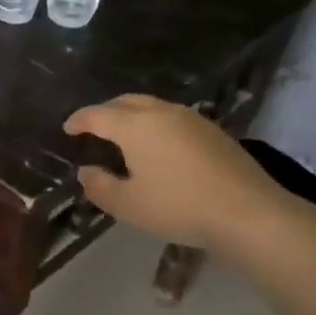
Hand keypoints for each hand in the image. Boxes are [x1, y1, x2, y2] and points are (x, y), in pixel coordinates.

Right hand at [64, 94, 287, 249]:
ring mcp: (191, 119)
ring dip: (132, 115)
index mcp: (134, 126)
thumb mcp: (128, 205)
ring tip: (125, 135)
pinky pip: (172, 118)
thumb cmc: (178, 206)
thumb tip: (86, 171)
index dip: (79, 120)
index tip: (68, 129)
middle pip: (125, 101)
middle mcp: (161, 113)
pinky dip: (155, 124)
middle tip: (94, 127)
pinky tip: (159, 146)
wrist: (247, 212)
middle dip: (105, 111)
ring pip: (152, 106)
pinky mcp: (213, 131)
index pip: (97, 115)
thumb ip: (99, 186)